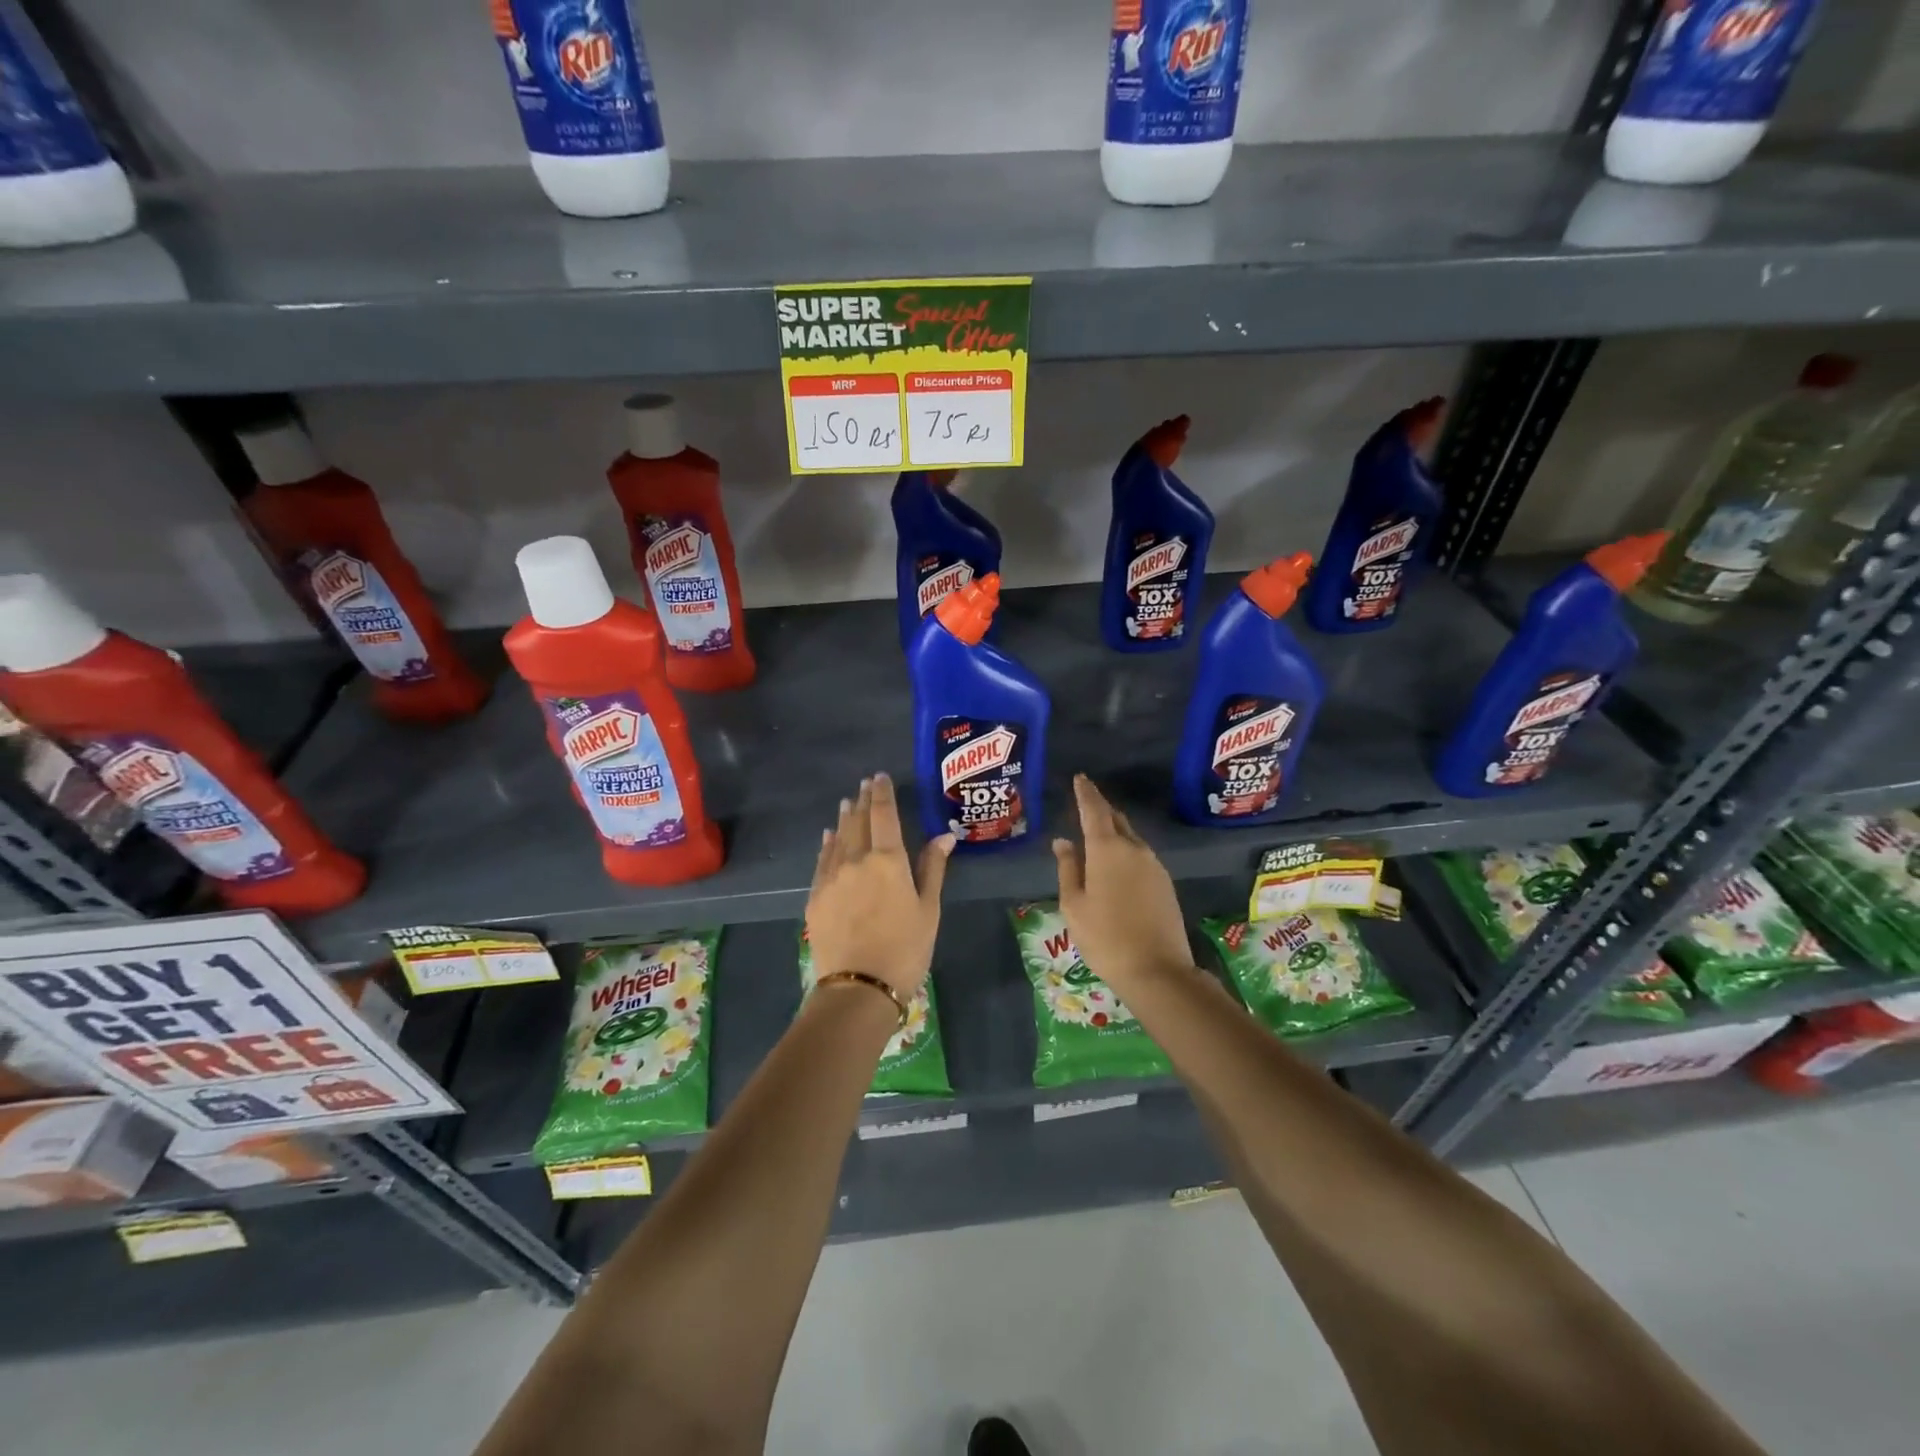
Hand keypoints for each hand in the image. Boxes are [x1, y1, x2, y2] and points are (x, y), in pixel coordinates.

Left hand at [806, 774, 953, 999]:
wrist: (858, 988)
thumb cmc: (905, 949)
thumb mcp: (929, 910)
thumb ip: (932, 869)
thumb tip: (944, 836)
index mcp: (888, 860)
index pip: (884, 815)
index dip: (882, 793)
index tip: (880, 777)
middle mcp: (856, 860)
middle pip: (858, 822)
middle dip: (862, 801)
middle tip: (864, 785)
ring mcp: (832, 878)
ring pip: (838, 839)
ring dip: (844, 819)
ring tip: (846, 804)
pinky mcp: (816, 897)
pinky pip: (822, 861)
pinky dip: (827, 845)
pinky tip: (829, 838)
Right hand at [1052, 774, 1192, 991]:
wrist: (1157, 970)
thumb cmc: (1104, 937)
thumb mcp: (1074, 904)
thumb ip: (1068, 868)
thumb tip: (1063, 841)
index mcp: (1106, 849)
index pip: (1094, 810)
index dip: (1085, 793)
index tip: (1080, 778)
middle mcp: (1133, 849)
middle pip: (1116, 819)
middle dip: (1100, 809)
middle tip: (1086, 803)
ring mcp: (1154, 865)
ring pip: (1130, 837)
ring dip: (1114, 831)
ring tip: (1097, 835)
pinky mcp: (1165, 882)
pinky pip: (1140, 855)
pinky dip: (1125, 850)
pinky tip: (1116, 865)